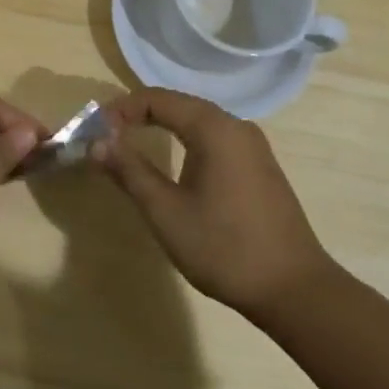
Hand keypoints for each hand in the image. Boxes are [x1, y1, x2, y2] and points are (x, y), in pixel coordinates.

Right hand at [91, 88, 338, 322]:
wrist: (294, 290)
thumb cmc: (224, 247)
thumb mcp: (165, 211)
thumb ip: (129, 171)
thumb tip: (96, 142)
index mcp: (214, 128)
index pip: (157, 99)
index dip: (121, 109)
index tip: (94, 132)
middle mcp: (236, 126)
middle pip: (178, 104)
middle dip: (138, 115)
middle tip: (107, 138)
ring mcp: (252, 147)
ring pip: (197, 121)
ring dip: (161, 126)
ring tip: (131, 147)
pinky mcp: (259, 167)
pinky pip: (214, 138)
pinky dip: (184, 140)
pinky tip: (172, 163)